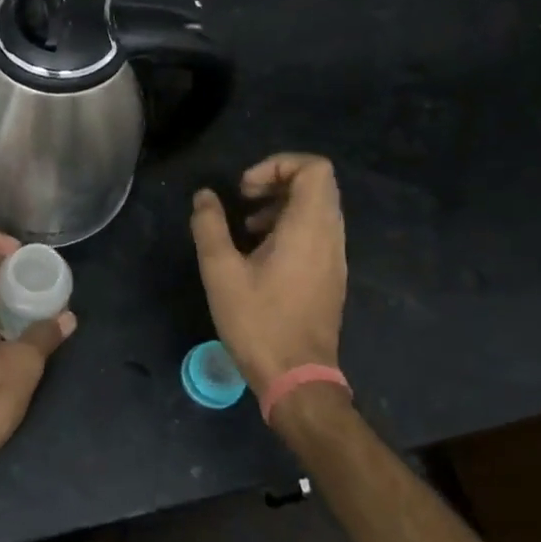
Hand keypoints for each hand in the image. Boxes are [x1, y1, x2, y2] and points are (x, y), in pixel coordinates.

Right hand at [189, 153, 347, 396]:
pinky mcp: (331, 276)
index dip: (278, 164)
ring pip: (317, 209)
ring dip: (281, 206)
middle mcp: (330, 236)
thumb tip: (205, 197)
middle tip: (244, 200)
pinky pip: (317, 233)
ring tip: (246, 229)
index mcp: (309, 228)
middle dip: (277, 181)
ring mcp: (335, 258)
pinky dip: (290, 228)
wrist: (297, 377)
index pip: (314, 168)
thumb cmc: (258, 321)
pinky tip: (259, 255)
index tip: (246, 188)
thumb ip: (210, 226)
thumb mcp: (220, 271)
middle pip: (317, 184)